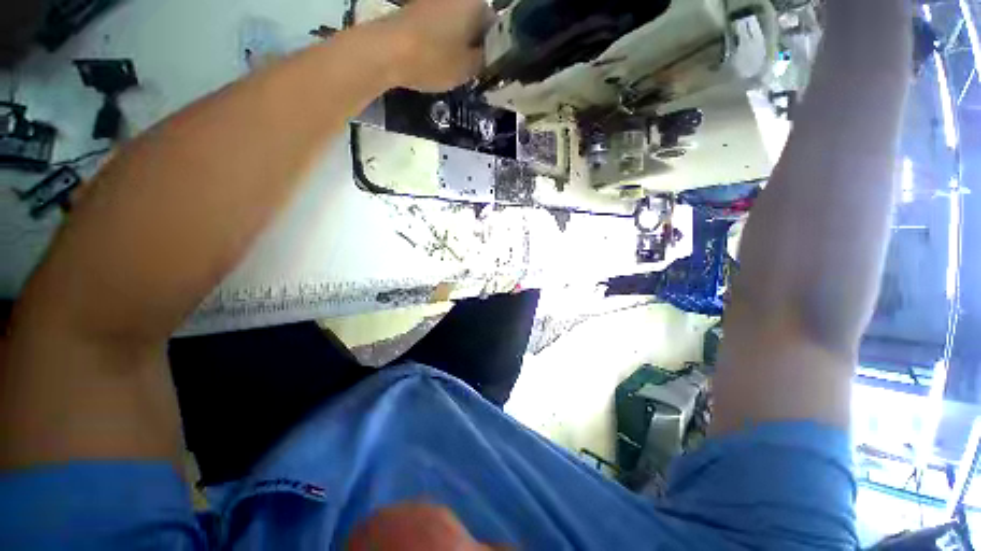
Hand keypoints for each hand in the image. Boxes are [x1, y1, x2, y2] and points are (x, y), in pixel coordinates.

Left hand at [386, 0, 494, 91]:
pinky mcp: (419, 8)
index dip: (494, 49)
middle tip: (472, 70)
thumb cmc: (434, 59)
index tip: (488, 68)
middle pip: (476, 22)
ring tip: (455, 67)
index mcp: (476, 3)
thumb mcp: (468, 68)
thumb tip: (491, 56)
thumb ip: (485, 61)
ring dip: (461, 44)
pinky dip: (444, 41)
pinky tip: (439, 58)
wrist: (388, 51)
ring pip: (459, 24)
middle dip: (477, 45)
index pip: (496, 26)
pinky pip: (442, 25)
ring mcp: (436, 0)